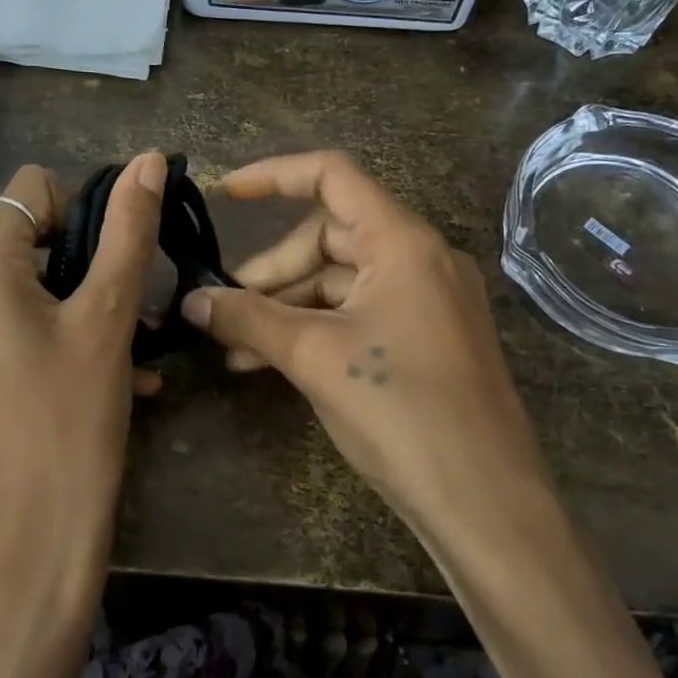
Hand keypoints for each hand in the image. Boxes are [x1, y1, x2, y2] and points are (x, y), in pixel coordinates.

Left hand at [0, 153, 166, 617]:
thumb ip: (128, 232)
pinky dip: (59, 339)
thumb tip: (146, 158)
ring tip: (133, 351)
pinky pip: (13, 332)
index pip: (29, 190)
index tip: (119, 260)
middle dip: (89, 264)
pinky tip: (107, 379)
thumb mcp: (108, 319)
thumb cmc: (73, 422)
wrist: (33, 543)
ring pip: (26, 291)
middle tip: (134, 310)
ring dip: (84, 306)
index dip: (83, 209)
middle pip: (27, 240)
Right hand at [180, 151, 547, 530]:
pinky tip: (270, 363)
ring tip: (237, 347)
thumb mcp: (315, 357)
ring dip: (286, 307)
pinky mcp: (426, 338)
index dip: (273, 176)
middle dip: (273, 269)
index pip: (332, 176)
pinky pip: (359, 314)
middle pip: (331, 235)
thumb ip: (249, 319)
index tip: (224, 195)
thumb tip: (192, 300)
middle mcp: (419, 258)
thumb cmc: (400, 410)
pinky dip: (315, 329)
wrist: (484, 501)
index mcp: (402, 241)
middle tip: (225, 307)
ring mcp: (427, 300)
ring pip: (340, 281)